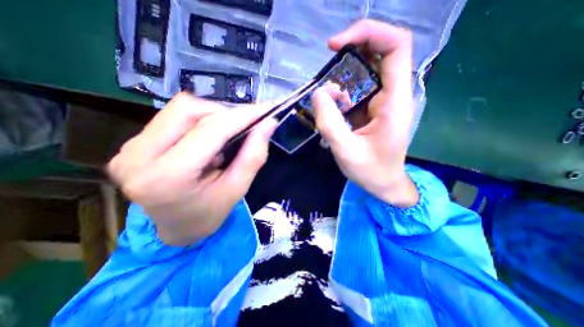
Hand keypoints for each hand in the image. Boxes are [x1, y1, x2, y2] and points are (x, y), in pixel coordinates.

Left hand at [109, 93, 277, 243]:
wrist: (174, 228)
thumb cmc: (208, 214)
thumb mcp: (236, 189)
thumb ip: (253, 156)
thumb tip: (268, 124)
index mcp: (167, 178)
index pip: (210, 131)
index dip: (242, 116)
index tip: (266, 109)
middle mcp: (138, 156)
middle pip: (190, 110)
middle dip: (226, 113)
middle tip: (247, 124)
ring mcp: (129, 147)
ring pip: (181, 109)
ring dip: (214, 115)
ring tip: (229, 133)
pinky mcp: (133, 143)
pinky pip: (173, 116)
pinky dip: (201, 120)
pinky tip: (210, 137)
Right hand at [310, 19, 419, 206]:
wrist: (384, 183)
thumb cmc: (370, 171)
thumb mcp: (346, 151)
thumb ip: (330, 122)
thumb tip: (319, 92)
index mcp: (395, 101)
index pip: (396, 47)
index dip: (368, 34)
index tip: (336, 45)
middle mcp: (393, 94)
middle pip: (380, 52)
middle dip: (351, 52)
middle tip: (328, 65)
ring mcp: (384, 100)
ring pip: (366, 71)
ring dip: (343, 76)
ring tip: (328, 98)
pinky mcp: (374, 108)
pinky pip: (358, 88)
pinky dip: (342, 91)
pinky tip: (332, 106)